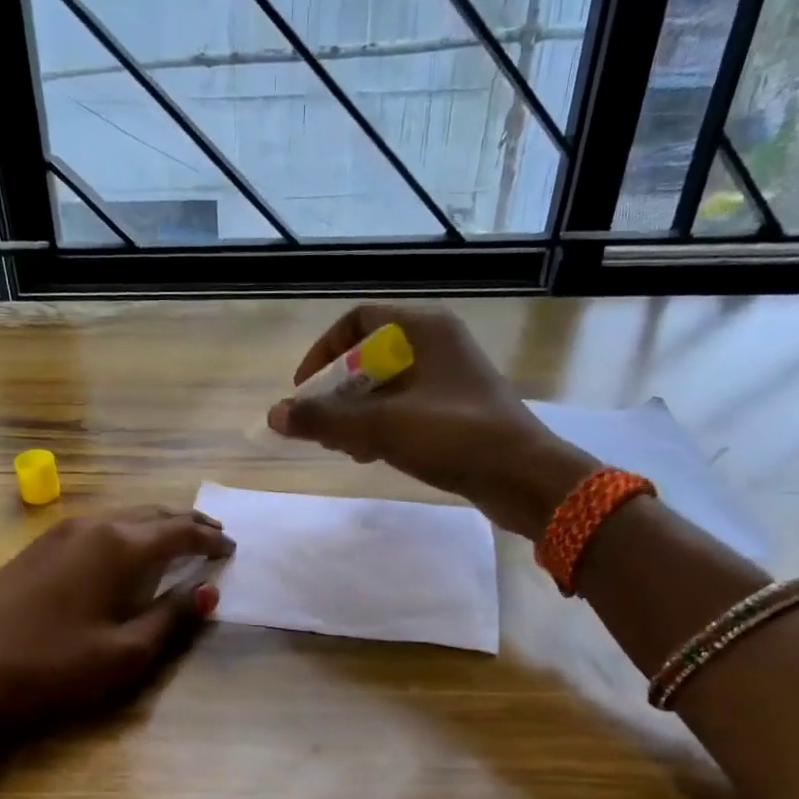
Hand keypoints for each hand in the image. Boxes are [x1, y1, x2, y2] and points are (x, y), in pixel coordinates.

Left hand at [0, 506, 234, 730]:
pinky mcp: (37, 548)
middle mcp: (93, 525)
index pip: (180, 531)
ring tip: (175, 543)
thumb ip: (172, 618)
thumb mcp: (124, 653)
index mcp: (120, 545)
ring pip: (122, 517)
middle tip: (212, 538)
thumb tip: (210, 590)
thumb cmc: (50, 665)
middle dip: (186, 524)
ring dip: (154, 526)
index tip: (232, 548)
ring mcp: (59, 532)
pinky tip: (124, 554)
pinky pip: (97, 528)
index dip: (210, 540)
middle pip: (152, 514)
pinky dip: (125, 534)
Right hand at [268, 306, 587, 531]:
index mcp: (424, 329)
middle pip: (369, 356)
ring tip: (341, 446)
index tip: (304, 391)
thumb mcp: (382, 426)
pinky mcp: (457, 410)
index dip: (323, 352)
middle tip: (319, 426)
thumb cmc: (455, 437)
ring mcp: (449, 379)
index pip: (357, 320)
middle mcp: (438, 345)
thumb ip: (325, 419)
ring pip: (386, 386)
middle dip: (337, 391)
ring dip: (356, 413)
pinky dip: (381, 426)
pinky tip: (370, 455)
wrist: (524, 477)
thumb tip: (274, 415)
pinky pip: (406, 408)